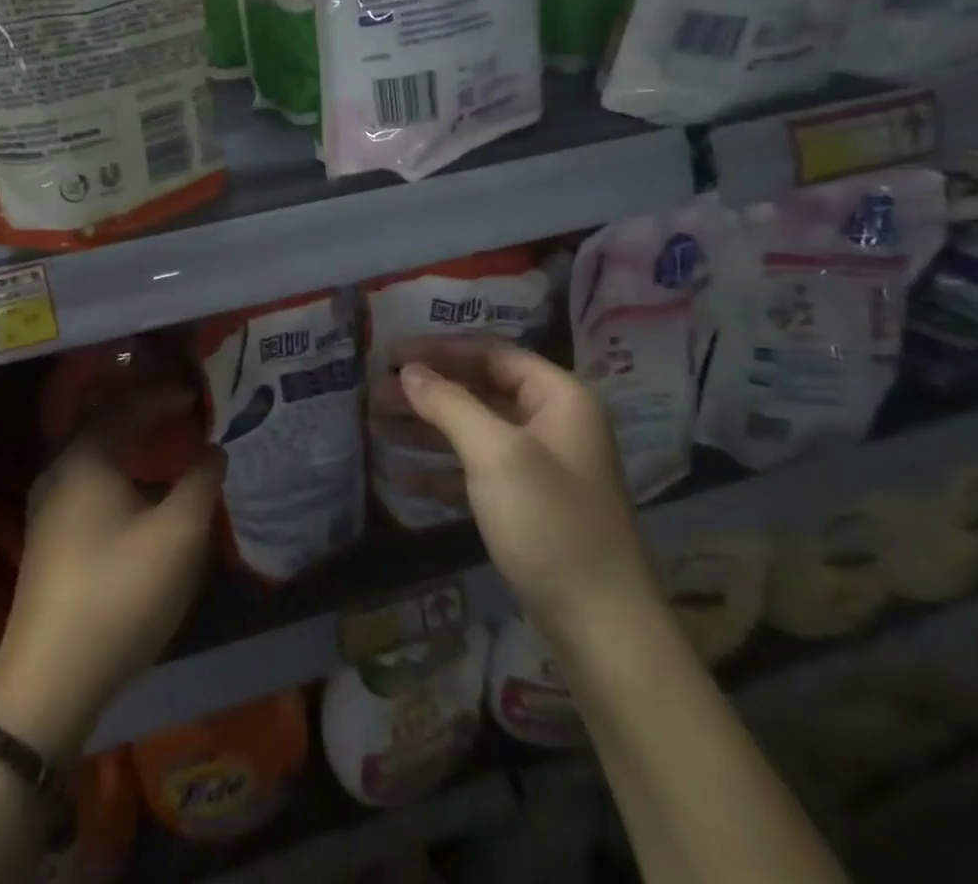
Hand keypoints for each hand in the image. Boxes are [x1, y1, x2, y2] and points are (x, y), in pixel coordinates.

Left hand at [0, 393, 223, 760]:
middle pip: (103, 426)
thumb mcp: (178, 536)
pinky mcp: (46, 540)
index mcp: (85, 458)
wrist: (49, 679)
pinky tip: (135, 499)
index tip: (196, 395)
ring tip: (163, 451)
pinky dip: (116, 475)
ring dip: (128, 447)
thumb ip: (201, 482)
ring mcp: (46, 508)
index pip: (127, 408)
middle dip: (143, 416)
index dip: (164, 398)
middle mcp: (58, 472)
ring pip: (93, 459)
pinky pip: (86, 485)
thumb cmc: (119, 592)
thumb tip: (212, 449)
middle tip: (180, 415)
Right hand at [392, 338, 658, 637]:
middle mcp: (551, 424)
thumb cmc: (550, 523)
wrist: (602, 628)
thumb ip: (449, 404)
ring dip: (425, 428)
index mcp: (559, 398)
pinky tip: (400, 476)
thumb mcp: (495, 453)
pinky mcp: (525, 506)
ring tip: (375, 424)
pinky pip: (475, 472)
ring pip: (472, 431)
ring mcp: (539, 468)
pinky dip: (439, 470)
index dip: (440, 349)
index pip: (492, 353)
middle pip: (478, 390)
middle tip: (375, 392)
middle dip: (426, 391)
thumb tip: (408, 370)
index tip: (392, 352)